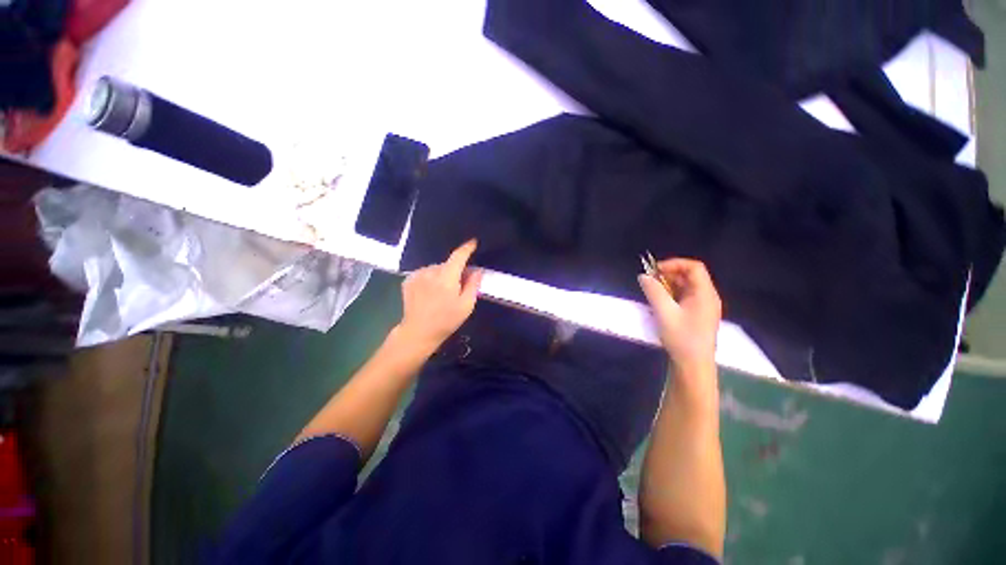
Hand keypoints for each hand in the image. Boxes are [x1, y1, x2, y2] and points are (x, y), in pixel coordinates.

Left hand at [397, 239, 482, 350]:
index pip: (458, 256)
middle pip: (447, 264)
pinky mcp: (408, 280)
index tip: (473, 242)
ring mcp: (417, 275)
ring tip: (442, 293)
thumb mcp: (466, 305)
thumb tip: (477, 270)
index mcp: (447, 277)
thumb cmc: (446, 320)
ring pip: (436, 269)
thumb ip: (473, 285)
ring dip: (442, 275)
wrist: (418, 332)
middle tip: (459, 285)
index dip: (467, 248)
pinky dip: (431, 278)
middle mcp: (431, 271)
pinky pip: (425, 273)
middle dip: (455, 271)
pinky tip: (430, 293)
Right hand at [638, 258, 721, 369]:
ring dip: (669, 285)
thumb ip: (653, 291)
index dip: (674, 264)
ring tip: (653, 291)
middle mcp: (708, 297)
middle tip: (651, 281)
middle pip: (691, 276)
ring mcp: (704, 307)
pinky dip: (672, 294)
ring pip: (687, 287)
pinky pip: (685, 297)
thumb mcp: (664, 312)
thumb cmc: (681, 337)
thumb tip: (643, 276)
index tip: (655, 270)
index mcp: (705, 294)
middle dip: (669, 274)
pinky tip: (660, 302)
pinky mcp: (698, 315)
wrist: (693, 365)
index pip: (694, 267)